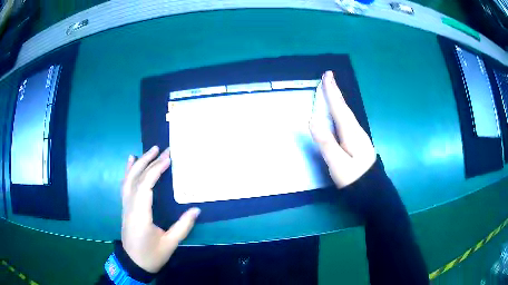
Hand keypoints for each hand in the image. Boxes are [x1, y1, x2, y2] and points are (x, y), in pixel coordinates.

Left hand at [121, 146, 199, 272]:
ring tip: (150, 150)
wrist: (133, 263)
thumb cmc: (152, 255)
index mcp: (140, 214)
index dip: (156, 170)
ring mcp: (125, 205)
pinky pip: (125, 185)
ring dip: (139, 163)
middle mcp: (130, 206)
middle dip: (149, 162)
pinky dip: (128, 171)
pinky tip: (131, 160)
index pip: (146, 186)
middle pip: (137, 178)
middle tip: (163, 150)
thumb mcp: (170, 243)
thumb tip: (196, 209)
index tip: (168, 159)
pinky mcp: (125, 207)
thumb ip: (183, 226)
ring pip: (129, 179)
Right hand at [310, 71, 375, 187]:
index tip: (327, 75)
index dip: (332, 92)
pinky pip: (348, 121)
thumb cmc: (354, 178)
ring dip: (339, 100)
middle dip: (336, 92)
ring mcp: (359, 137)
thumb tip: (313, 119)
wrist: (372, 192)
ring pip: (347, 113)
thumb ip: (326, 142)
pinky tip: (340, 113)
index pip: (339, 108)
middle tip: (329, 77)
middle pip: (344, 108)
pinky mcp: (358, 143)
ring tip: (332, 91)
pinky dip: (342, 111)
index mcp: (351, 133)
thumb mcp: (338, 163)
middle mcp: (357, 131)